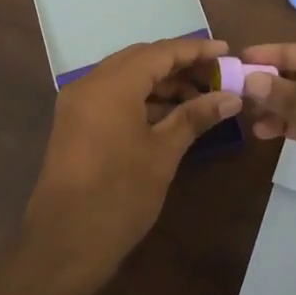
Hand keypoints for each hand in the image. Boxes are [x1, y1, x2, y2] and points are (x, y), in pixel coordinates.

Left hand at [20, 37, 241, 294]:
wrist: (65, 244)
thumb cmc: (119, 196)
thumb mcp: (163, 154)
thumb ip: (195, 117)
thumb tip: (230, 97)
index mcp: (111, 85)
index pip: (160, 53)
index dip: (194, 50)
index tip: (226, 51)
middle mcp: (89, 84)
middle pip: (140, 60)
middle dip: (178, 65)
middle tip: (215, 75)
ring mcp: (78, 103)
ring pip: (125, 77)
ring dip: (160, 83)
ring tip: (200, 98)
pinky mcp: (75, 123)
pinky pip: (112, 96)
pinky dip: (141, 99)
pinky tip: (170, 115)